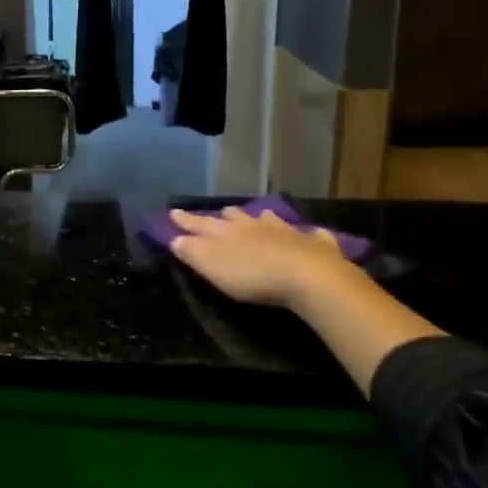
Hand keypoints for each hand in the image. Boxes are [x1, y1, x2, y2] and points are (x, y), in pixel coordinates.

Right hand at [168, 207, 359, 314]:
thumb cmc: (251, 274)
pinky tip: (311, 235)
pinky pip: (310, 235)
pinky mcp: (314, 244)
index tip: (172, 212)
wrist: (306, 275)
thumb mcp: (212, 266)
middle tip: (220, 216)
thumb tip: (175, 239)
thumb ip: (192, 252)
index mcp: (226, 231)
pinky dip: (307, 235)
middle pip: (235, 217)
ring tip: (260, 218)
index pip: (199, 223)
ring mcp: (286, 231)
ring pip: (269, 220)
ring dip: (262, 219)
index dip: (185, 220)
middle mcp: (254, 225)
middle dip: (225, 217)